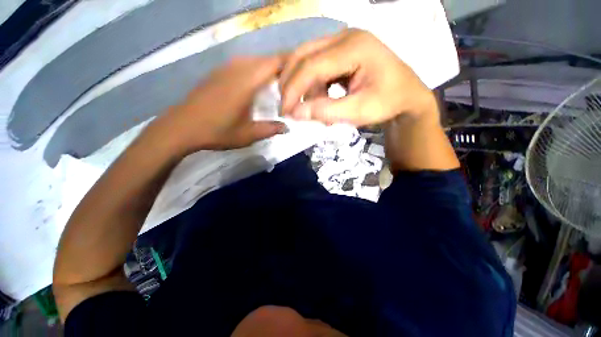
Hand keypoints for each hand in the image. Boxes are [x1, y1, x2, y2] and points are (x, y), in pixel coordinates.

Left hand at [150, 56, 286, 153]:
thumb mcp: (249, 134)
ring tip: (281, 81)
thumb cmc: (218, 131)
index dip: (291, 63)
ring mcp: (226, 68)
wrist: (182, 126)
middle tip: (296, 80)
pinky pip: (243, 64)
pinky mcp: (218, 72)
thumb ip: (271, 129)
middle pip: (266, 59)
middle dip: (283, 66)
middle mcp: (238, 68)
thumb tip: (287, 128)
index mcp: (248, 81)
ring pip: (255, 60)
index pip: (275, 63)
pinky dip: (256, 69)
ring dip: (269, 68)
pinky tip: (259, 82)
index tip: (304, 72)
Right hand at [280, 29, 436, 125]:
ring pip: (307, 59)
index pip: (312, 65)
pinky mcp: (341, 51)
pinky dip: (312, 84)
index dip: (294, 90)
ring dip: (303, 86)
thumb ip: (326, 112)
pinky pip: (316, 64)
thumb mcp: (358, 112)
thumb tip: (295, 114)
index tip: (285, 112)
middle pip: (304, 54)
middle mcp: (345, 37)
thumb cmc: (386, 104)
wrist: (406, 96)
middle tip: (287, 107)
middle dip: (291, 84)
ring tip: (311, 106)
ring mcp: (343, 41)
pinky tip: (320, 97)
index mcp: (354, 47)